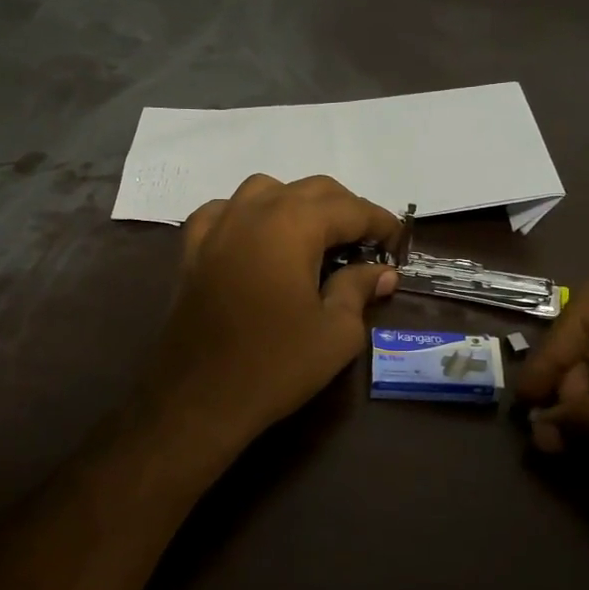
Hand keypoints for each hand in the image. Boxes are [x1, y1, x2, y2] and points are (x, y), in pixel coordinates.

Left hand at [142, 174, 401, 447]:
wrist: (198, 399)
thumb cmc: (276, 365)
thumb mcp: (336, 332)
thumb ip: (360, 289)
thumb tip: (382, 272)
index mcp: (293, 225)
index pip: (349, 208)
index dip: (379, 223)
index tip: (397, 242)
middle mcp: (253, 211)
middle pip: (310, 190)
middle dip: (345, 209)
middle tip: (365, 244)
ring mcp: (216, 226)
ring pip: (265, 191)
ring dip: (297, 205)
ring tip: (314, 238)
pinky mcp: (191, 249)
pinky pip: (225, 212)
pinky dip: (249, 216)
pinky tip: (257, 241)